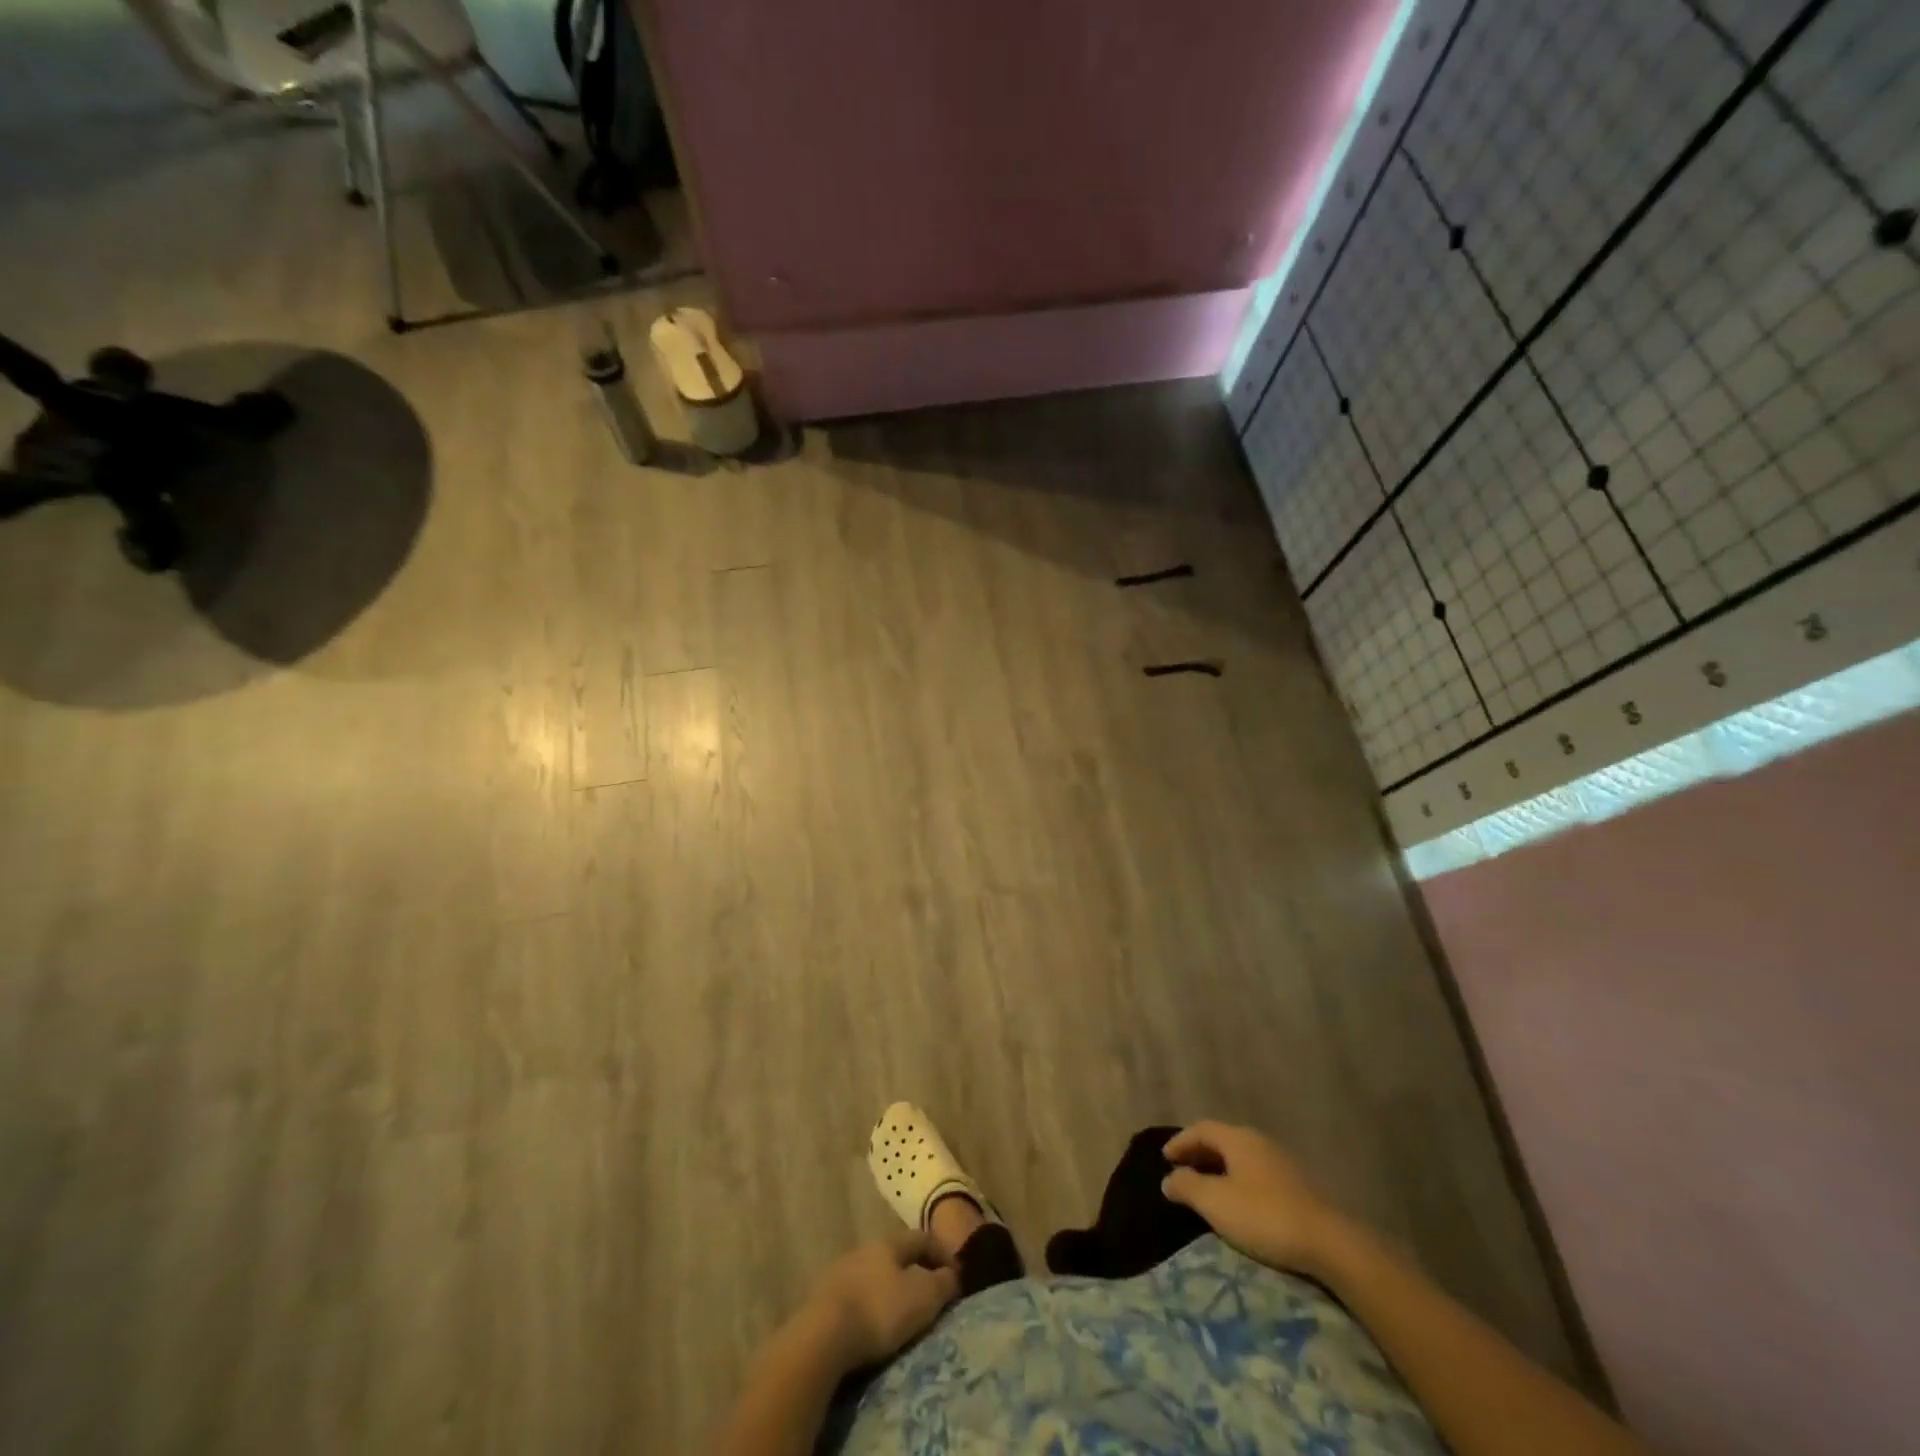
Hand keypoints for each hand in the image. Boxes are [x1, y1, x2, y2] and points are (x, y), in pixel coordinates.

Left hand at [803, 1231, 960, 1370]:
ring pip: (873, 1274)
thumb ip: (942, 1283)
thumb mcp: (922, 1297)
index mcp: (889, 1242)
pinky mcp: (823, 1298)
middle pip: (895, 1255)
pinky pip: (855, 1295)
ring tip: (901, 1313)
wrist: (822, 1336)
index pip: (922, 1238)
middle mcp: (864, 1248)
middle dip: (914, 1271)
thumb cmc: (879, 1310)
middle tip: (929, 1294)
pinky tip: (872, 1324)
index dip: (941, 1253)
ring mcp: (840, 1271)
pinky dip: (869, 1305)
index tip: (956, 1276)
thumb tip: (953, 1274)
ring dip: (889, 1288)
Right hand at [1162, 1121, 1345, 1275]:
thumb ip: (1188, 1186)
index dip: (1180, 1141)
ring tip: (1207, 1187)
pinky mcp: (1297, 1186)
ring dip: (1219, 1168)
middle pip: (1222, 1140)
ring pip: (1241, 1157)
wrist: (1330, 1244)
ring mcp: (1282, 1163)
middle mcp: (1259, 1142)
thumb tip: (1169, 1178)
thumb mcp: (1216, 1203)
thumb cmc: (1264, 1216)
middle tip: (1182, 1170)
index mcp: (1238, 1138)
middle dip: (1199, 1153)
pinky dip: (1238, 1180)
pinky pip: (1256, 1173)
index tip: (1164, 1157)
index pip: (1201, 1129)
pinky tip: (1238, 1201)